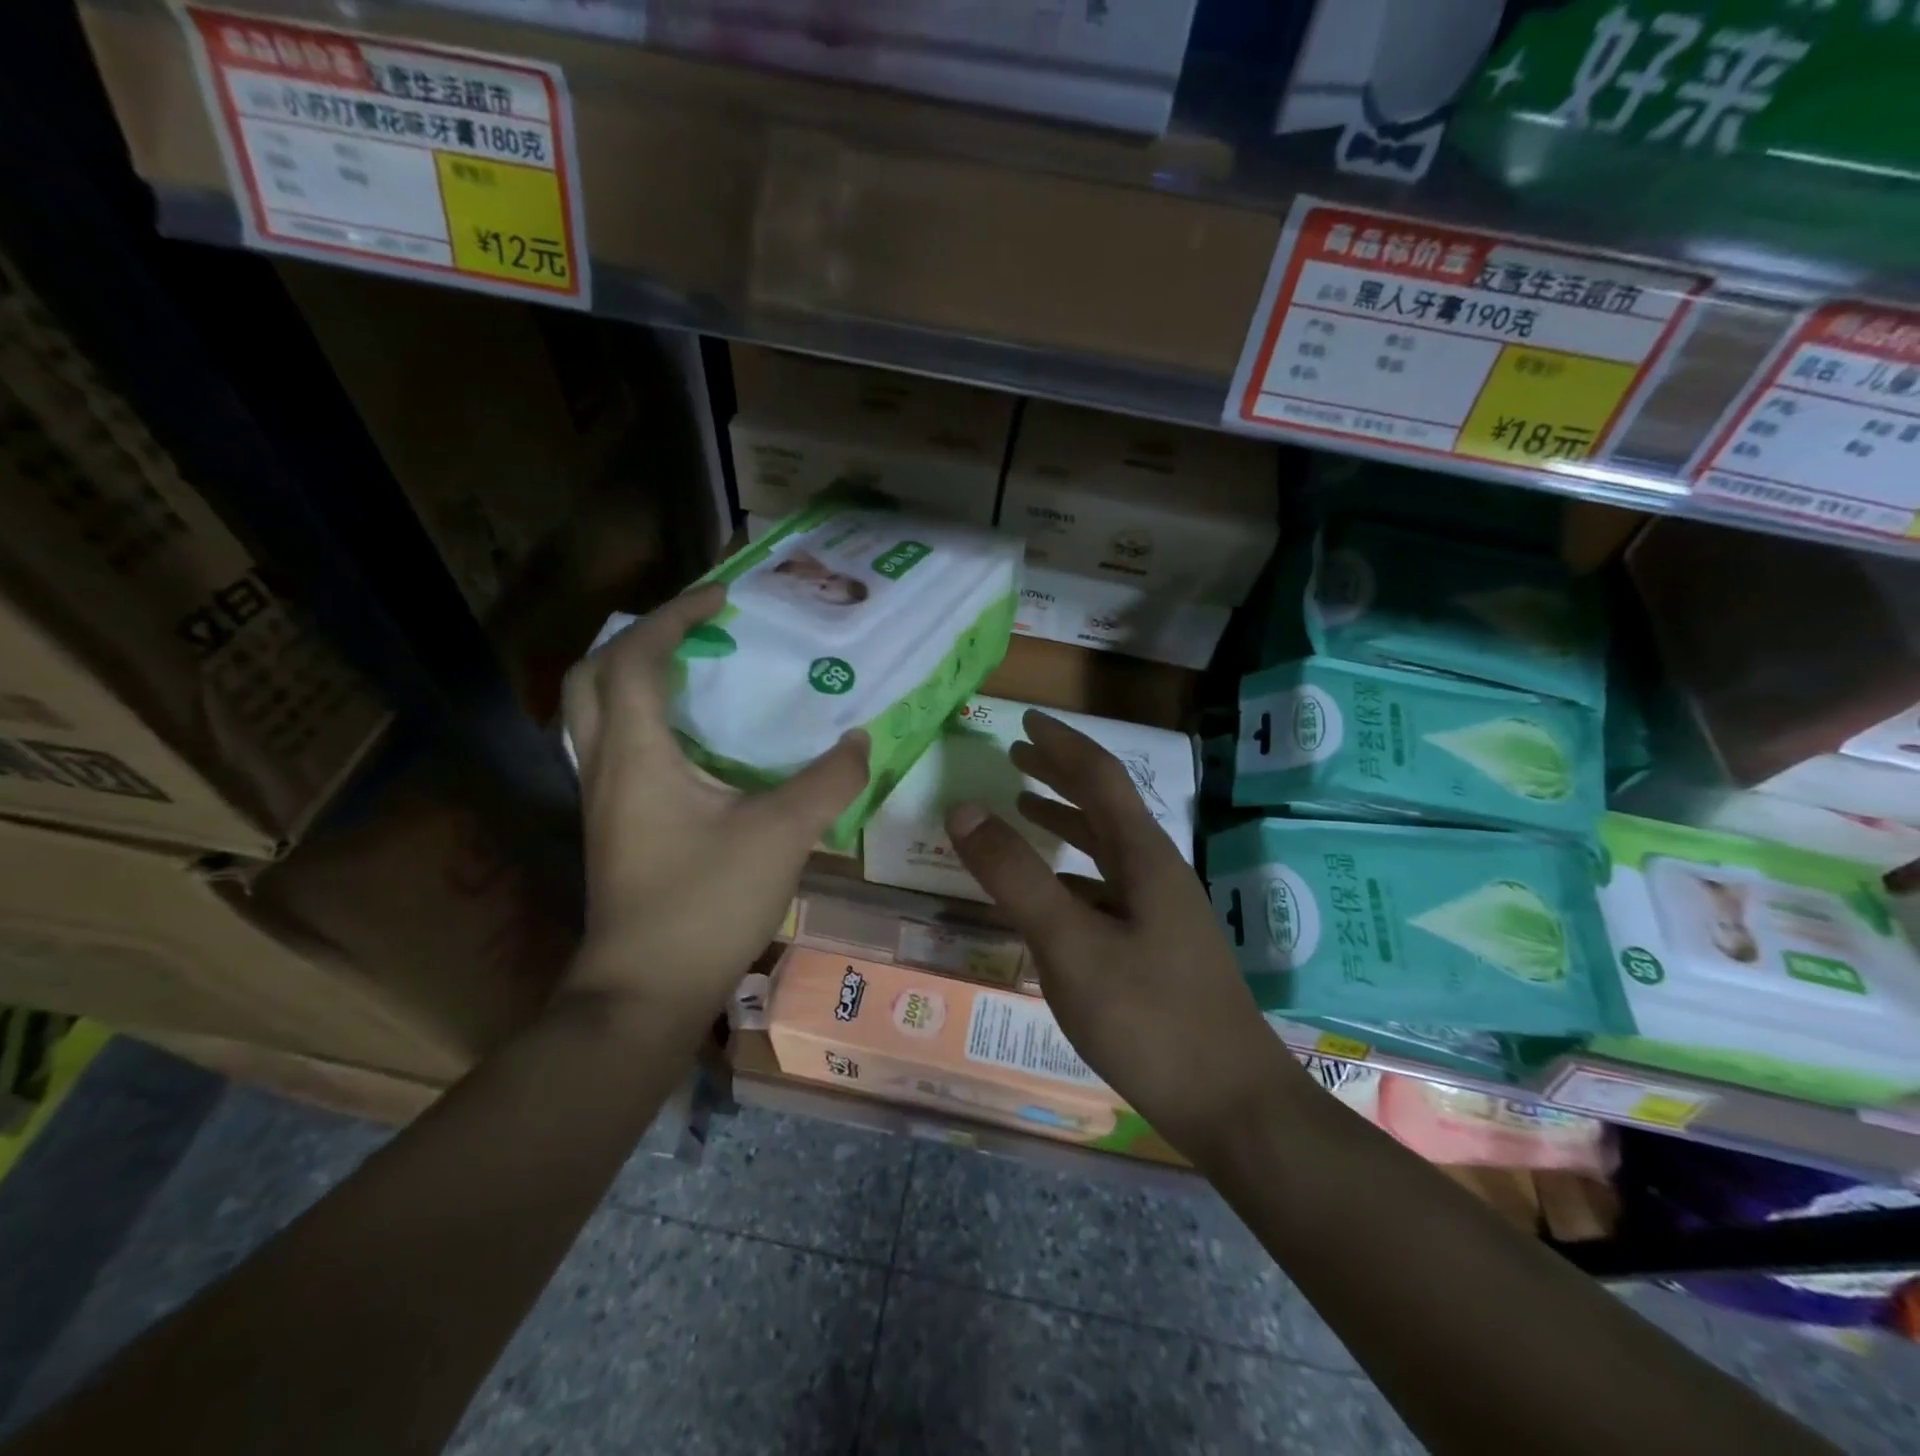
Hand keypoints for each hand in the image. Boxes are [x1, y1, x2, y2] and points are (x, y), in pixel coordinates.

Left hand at [562, 584, 868, 1024]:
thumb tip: (863, 740)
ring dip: (634, 678)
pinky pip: (616, 748)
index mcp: (637, 753)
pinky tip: (693, 742)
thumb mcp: (782, 835)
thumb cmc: (705, 904)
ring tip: (693, 672)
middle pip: (592, 676)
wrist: (644, 993)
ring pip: (595, 714)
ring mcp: (603, 800)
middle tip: (693, 630)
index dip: (675, 615)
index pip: (636, 657)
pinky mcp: (613, 827)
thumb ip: (829, 781)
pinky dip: (645, 721)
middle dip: (638, 638)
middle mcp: (606, 766)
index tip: (722, 598)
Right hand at [945, 711, 1311, 1159]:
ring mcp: (1162, 913)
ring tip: (1025, 807)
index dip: (1062, 744)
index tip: (1026, 720)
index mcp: (1144, 857)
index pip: (1101, 778)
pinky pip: (1106, 889)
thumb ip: (1017, 878)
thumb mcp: (1071, 946)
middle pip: (1106, 806)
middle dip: (1061, 775)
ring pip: (1107, 849)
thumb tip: (964, 810)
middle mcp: (1157, 873)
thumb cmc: (1150, 1019)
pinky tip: (1051, 893)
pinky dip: (1072, 873)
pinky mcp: (1158, 949)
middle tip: (1017, 756)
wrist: (1233, 1106)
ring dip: (1067, 821)